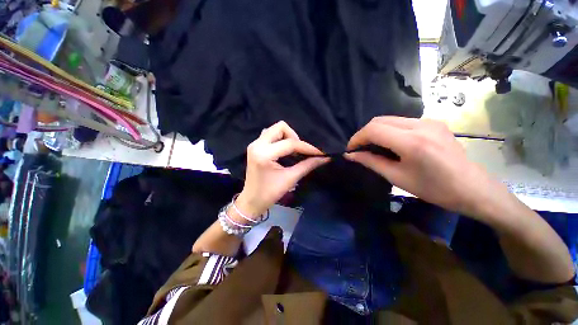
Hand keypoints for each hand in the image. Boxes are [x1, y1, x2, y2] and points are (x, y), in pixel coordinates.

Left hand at [236, 121, 328, 217]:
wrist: (251, 201)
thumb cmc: (270, 193)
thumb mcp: (290, 179)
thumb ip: (307, 166)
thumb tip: (324, 158)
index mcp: (264, 154)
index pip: (290, 144)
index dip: (307, 147)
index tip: (319, 152)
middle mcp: (257, 144)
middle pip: (280, 127)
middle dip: (294, 137)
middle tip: (300, 151)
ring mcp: (254, 144)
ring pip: (274, 129)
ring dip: (287, 137)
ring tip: (293, 150)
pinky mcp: (255, 146)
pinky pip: (270, 135)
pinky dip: (280, 139)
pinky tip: (284, 150)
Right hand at [345, 117, 508, 215]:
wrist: (472, 188)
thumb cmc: (434, 189)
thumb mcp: (397, 177)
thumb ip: (371, 162)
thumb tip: (350, 155)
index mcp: (412, 142)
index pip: (374, 130)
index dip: (357, 138)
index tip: (350, 149)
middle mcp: (421, 125)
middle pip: (380, 120)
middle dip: (364, 133)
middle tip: (358, 148)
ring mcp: (429, 121)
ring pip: (390, 119)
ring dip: (375, 131)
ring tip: (371, 146)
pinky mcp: (433, 122)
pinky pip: (402, 121)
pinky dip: (388, 130)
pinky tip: (389, 143)